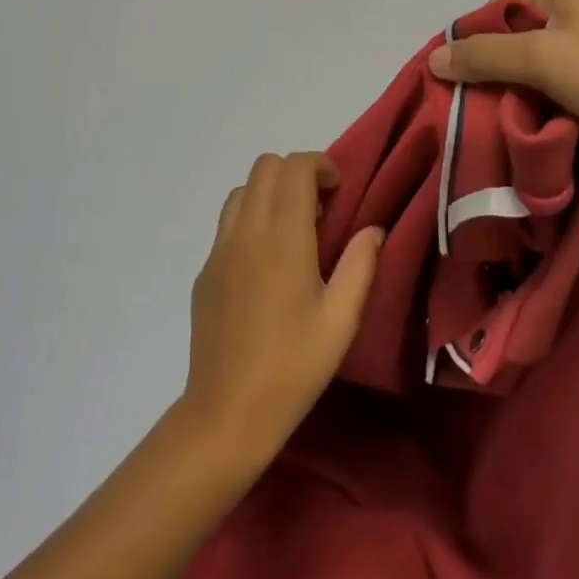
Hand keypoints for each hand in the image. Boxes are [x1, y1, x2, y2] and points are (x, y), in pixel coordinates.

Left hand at [181, 153, 383, 464]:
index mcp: (282, 236)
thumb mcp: (340, 320)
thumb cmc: (293, 367)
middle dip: (295, 173)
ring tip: (291, 232)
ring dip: (269, 193)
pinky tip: (265, 264)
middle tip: (318, 210)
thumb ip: (360, 265)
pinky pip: (228, 222)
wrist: (226, 412)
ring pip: (242, 190)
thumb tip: (373, 229)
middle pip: (265, 166)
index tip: (338, 192)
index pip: (294, 166)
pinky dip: (250, 220)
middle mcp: (246, 230)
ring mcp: (219, 248)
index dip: (319, 165)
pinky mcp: (205, 270)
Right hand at [427, 0, 578, 183]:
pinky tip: (528, 123)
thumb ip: (483, 56)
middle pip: (516, 35)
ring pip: (535, 63)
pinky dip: (541, 101)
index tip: (452, 76)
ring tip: (494, 117)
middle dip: (493, 67)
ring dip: (516, 89)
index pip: (499, 6)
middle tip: (468, 101)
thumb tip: (434, 59)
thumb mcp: (539, 59)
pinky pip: (558, 83)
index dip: (472, 39)